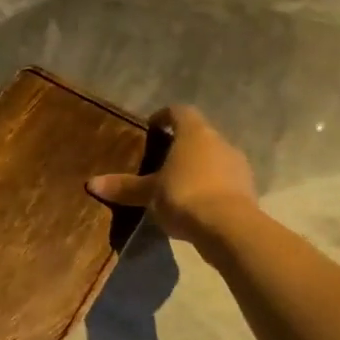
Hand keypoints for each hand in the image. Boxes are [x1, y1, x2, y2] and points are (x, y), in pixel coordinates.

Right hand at [88, 105, 256, 245]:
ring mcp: (238, 165)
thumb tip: (91, 183)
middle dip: (182, 145)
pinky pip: (224, 180)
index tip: (152, 126)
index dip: (165, 116)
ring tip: (178, 184)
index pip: (180, 112)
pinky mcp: (248, 189)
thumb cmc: (184, 196)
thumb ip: (124, 187)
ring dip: (198, 167)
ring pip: (214, 158)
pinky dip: (211, 186)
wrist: (229, 228)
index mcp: (195, 133)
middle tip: (161, 160)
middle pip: (199, 135)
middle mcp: (220, 142)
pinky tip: (196, 203)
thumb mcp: (148, 193)